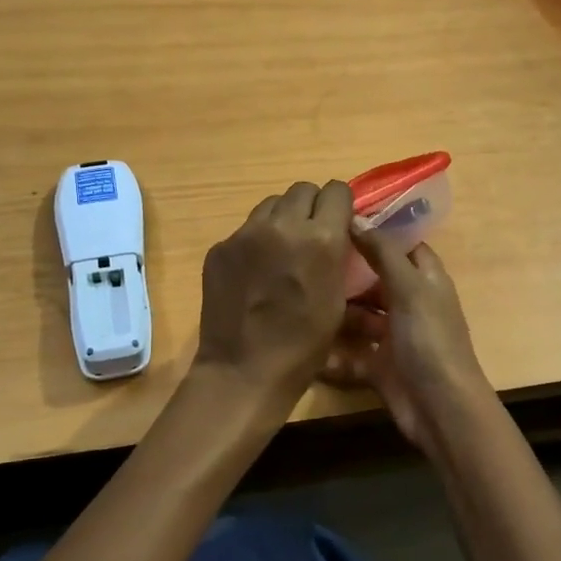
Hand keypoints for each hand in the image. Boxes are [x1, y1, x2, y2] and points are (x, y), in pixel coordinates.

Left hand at [195, 180, 355, 409]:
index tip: (338, 222)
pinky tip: (255, 272)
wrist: (244, 370)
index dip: (340, 205)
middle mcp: (283, 225)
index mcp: (321, 238)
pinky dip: (256, 241)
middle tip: (310, 234)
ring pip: (271, 204)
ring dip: (282, 219)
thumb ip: (337, 256)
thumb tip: (335, 235)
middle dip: (312, 207)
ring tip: (281, 250)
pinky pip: (246, 229)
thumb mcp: (337, 300)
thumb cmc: (303, 346)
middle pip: (302, 189)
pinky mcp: (221, 247)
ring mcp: (246, 234)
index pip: (336, 190)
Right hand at [324, 228, 491, 454]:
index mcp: (426, 280)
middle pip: (376, 280)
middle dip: (348, 272)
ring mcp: (395, 336)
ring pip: (361, 316)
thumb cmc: (429, 339)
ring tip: (301, 296)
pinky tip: (306, 341)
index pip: (402, 245)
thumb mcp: (409, 288)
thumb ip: (382, 252)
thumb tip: (355, 217)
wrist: (441, 409)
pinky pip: (351, 353)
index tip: (339, 218)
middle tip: (307, 257)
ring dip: (337, 311)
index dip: (376, 231)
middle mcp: (411, 304)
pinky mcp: (379, 367)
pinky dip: (333, 352)